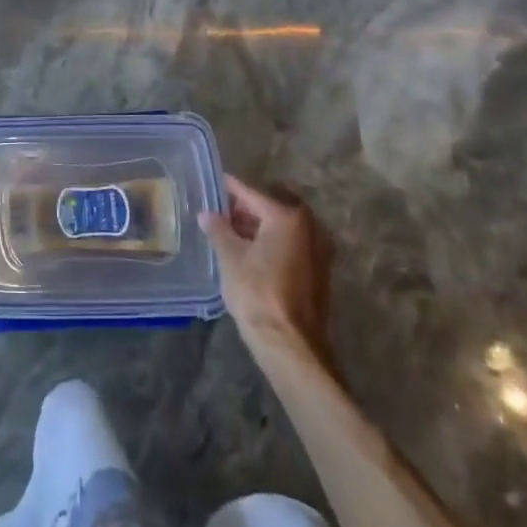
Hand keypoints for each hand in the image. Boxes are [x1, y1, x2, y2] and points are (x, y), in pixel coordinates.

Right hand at [199, 174, 334, 366]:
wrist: (290, 345)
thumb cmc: (257, 293)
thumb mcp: (230, 257)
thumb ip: (218, 229)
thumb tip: (207, 214)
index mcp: (287, 217)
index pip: (251, 194)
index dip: (230, 188)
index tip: (213, 181)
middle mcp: (309, 227)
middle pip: (270, 208)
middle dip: (245, 209)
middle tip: (219, 211)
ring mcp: (319, 251)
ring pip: (282, 228)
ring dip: (259, 227)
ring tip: (230, 232)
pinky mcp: (319, 272)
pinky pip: (291, 245)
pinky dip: (272, 243)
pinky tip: (250, 253)